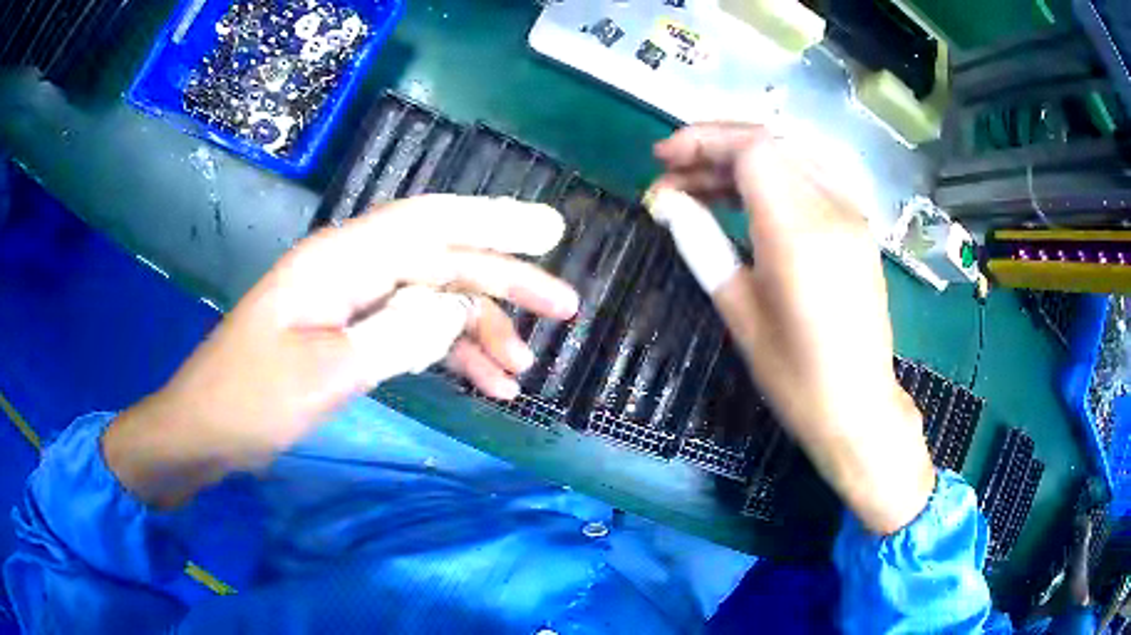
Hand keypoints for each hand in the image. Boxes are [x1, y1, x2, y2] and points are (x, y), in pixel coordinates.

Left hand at [104, 196, 578, 506]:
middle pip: (441, 260)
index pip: (427, 222)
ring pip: (433, 302)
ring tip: (523, 370)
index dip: (493, 220)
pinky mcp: (351, 336)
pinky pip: (413, 335)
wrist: (205, 431)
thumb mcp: (321, 373)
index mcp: (337, 261)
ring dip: (480, 331)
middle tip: (566, 306)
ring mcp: (352, 304)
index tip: (551, 231)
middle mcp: (350, 270)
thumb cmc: (250, 400)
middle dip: (505, 282)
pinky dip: (450, 357)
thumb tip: (457, 307)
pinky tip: (485, 386)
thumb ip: (393, 335)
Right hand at [653, 123, 933, 534]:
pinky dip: (772, 173)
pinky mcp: (859, 225)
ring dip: (742, 157)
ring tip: (701, 183)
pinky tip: (744, 197)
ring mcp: (853, 214)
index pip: (753, 150)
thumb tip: (667, 202)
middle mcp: (834, 210)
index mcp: (801, 235)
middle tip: (674, 169)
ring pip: (792, 153)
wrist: (859, 408)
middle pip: (772, 141)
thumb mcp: (740, 313)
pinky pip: (811, 175)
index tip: (663, 161)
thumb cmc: (795, 376)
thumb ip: (704, 245)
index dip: (703, 142)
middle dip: (716, 144)